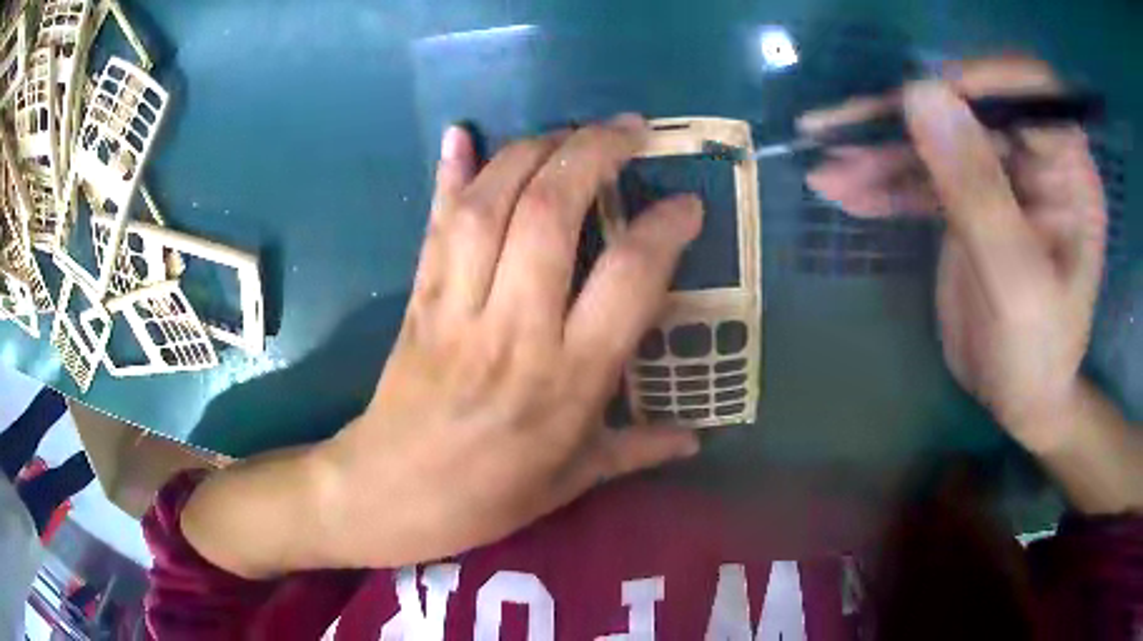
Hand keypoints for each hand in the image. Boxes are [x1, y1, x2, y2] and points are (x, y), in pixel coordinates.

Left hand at [309, 115, 702, 567]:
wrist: (385, 495)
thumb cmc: (484, 497)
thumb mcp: (571, 482)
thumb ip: (637, 451)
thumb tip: (697, 440)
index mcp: (566, 382)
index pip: (626, 279)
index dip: (662, 228)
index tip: (686, 204)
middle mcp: (513, 330)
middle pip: (551, 214)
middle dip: (593, 154)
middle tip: (628, 129)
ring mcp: (456, 307)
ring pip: (490, 205)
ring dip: (531, 151)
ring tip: (569, 131)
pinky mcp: (417, 299)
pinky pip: (436, 226)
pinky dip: (449, 175)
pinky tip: (461, 134)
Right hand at [803, 57, 1107, 452]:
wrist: (1019, 400)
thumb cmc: (1037, 355)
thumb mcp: (1015, 282)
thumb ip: (978, 191)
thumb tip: (921, 92)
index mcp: (1068, 173)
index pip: (1029, 89)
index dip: (978, 79)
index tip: (923, 101)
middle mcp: (1035, 160)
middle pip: (968, 106)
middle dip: (906, 117)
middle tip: (840, 131)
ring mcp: (998, 176)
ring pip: (935, 137)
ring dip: (880, 150)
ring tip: (826, 166)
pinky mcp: (968, 199)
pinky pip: (921, 174)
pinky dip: (881, 181)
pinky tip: (840, 190)